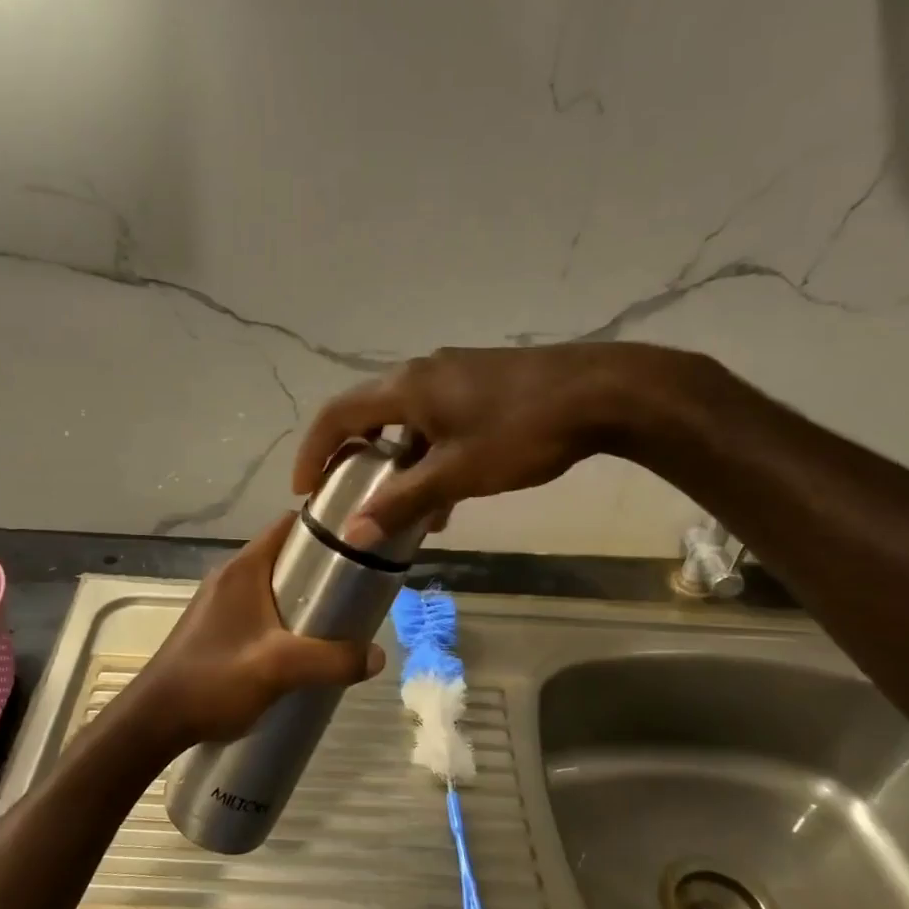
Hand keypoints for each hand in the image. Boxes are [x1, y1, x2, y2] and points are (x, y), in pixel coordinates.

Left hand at [125, 514, 385, 749]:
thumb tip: (378, 655)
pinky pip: (259, 611)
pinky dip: (283, 620)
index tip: (357, 546)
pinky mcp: (215, 628)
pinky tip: (300, 651)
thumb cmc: (214, 680)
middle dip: (320, 571)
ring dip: (302, 600)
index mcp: (243, 569)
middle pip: (284, 557)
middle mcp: (230, 577)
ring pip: (272, 587)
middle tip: (354, 594)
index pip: (288, 525)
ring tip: (334, 625)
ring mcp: (219, 603)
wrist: (154, 720)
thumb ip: (333, 660)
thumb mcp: (281, 668)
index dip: (324, 529)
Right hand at [292, 344, 701, 544]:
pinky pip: (438, 420)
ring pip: (408, 422)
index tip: (305, 489)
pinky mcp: (482, 382)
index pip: (338, 415)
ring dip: (399, 464)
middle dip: (355, 459)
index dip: (314, 451)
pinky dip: (430, 454)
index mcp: (406, 388)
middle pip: (369, 415)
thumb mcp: (458, 474)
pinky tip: (451, 491)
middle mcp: (421, 373)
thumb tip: (354, 534)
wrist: (603, 391)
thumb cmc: (522, 432)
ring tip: (407, 510)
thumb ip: (404, 502)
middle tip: (348, 496)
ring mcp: (454, 375)